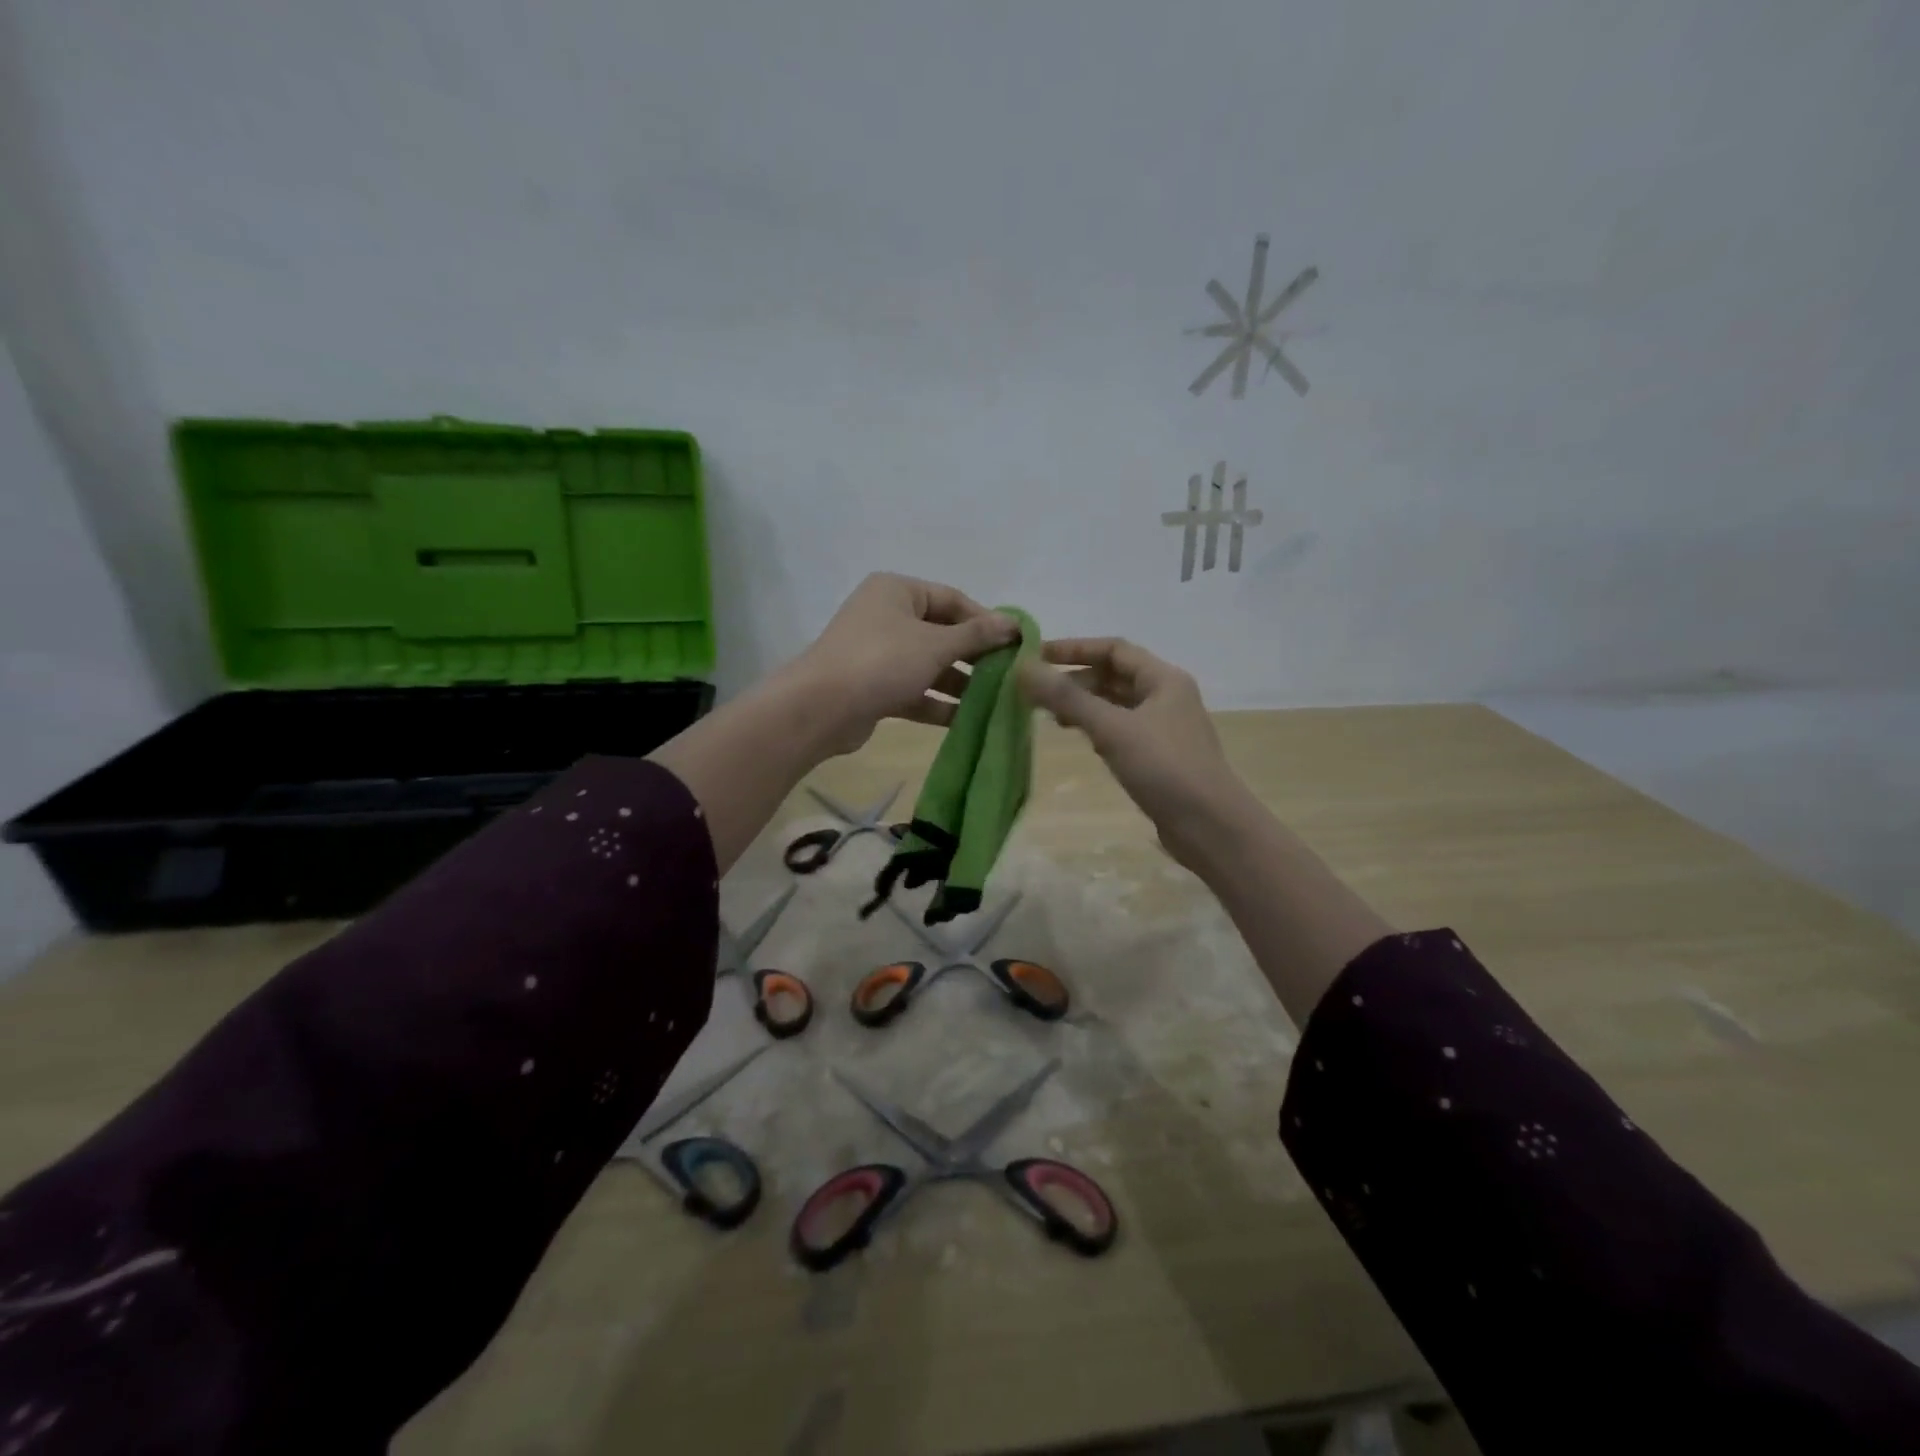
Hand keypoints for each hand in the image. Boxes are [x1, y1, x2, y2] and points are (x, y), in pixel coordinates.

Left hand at [784, 574, 1018, 755]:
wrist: (820, 708)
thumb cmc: (882, 661)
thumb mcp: (935, 644)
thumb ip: (976, 635)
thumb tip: (1014, 624)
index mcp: (897, 591)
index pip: (952, 599)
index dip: (985, 620)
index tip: (1015, 644)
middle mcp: (887, 616)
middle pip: (942, 633)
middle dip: (974, 656)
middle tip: (1008, 675)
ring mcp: (878, 653)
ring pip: (929, 664)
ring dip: (959, 683)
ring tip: (994, 701)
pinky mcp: (874, 687)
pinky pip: (914, 690)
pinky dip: (937, 702)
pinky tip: (966, 719)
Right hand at [1018, 638, 1248, 868]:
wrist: (1210, 827)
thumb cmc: (1164, 769)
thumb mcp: (1112, 729)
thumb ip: (1067, 698)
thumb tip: (1023, 668)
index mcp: (1163, 679)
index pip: (1113, 649)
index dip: (1073, 649)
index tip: (1034, 657)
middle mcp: (1166, 697)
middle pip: (1114, 675)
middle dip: (1075, 679)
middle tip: (1036, 691)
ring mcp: (1164, 728)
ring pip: (1116, 705)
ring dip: (1084, 704)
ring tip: (1050, 716)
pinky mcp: (1159, 757)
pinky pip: (1121, 730)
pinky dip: (1097, 728)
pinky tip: (1080, 740)